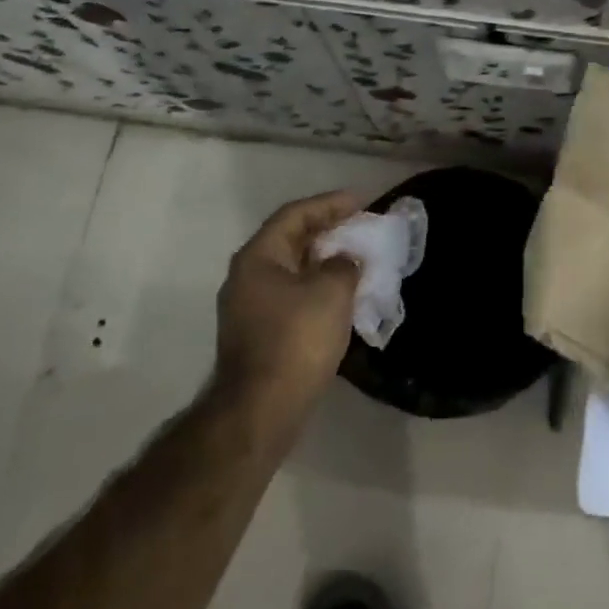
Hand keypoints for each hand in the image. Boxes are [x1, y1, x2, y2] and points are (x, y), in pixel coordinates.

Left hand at [212, 190, 361, 416]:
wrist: (263, 407)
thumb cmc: (297, 339)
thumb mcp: (332, 292)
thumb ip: (344, 265)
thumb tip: (345, 261)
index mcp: (258, 257)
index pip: (295, 215)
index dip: (330, 204)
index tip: (362, 201)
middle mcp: (247, 276)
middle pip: (290, 240)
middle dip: (327, 231)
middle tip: (361, 226)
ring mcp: (249, 307)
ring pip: (292, 269)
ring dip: (323, 260)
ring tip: (356, 257)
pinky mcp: (259, 332)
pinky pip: (292, 294)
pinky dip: (317, 286)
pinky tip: (341, 294)